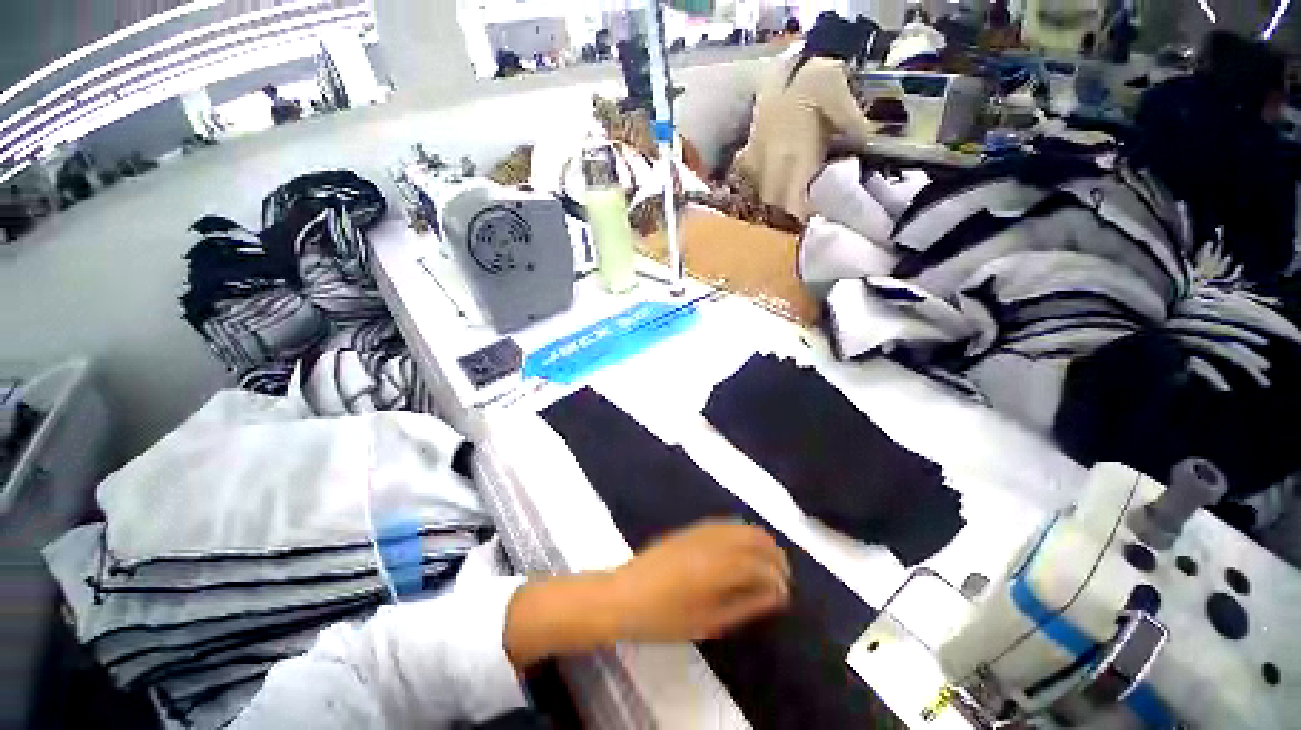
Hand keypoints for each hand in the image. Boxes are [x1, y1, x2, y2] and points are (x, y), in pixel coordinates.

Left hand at [504, 522, 791, 669]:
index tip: (784, 595)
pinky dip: (741, 535)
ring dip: (759, 542)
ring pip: (742, 527)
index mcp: (720, 566)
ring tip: (765, 565)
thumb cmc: (664, 617)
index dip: (779, 579)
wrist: (624, 594)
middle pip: (756, 538)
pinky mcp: (691, 529)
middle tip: (780, 578)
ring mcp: (701, 530)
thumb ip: (745, 605)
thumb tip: (774, 594)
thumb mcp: (708, 621)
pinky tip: (740, 552)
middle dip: (774, 555)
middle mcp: (714, 541)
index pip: (762, 565)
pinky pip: (725, 525)